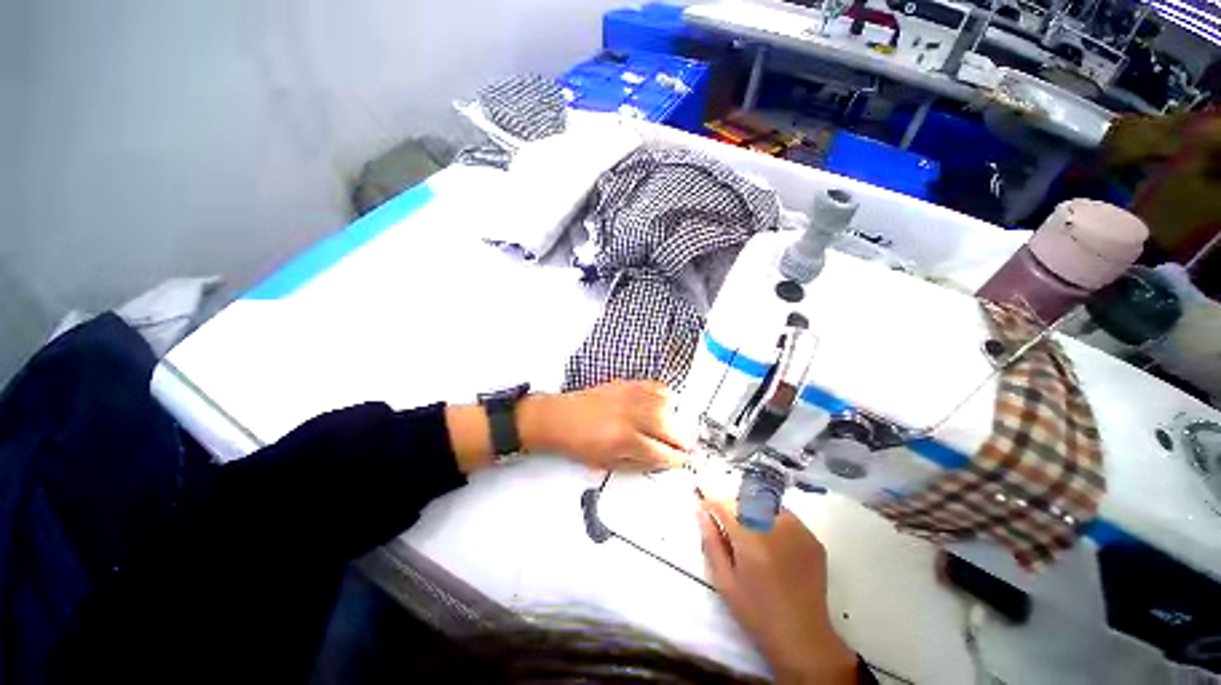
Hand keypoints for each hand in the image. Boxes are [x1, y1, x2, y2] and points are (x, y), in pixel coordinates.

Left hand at [519, 380, 689, 470]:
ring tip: (673, 427)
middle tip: (685, 447)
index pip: (662, 452)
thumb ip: (639, 464)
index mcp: (624, 441)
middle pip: (670, 427)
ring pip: (667, 405)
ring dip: (675, 418)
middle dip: (683, 441)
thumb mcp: (608, 463)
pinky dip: (665, 396)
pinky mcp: (627, 384)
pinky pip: (655, 386)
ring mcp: (630, 396)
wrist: (560, 418)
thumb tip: (663, 462)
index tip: (685, 461)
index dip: (677, 460)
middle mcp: (631, 416)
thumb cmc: (580, 444)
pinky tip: (664, 405)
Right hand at [698, 498, 857, 684]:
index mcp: (751, 538)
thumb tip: (701, 511)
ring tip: (752, 537)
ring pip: (767, 506)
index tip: (705, 508)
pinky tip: (772, 545)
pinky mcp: (813, 539)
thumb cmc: (756, 612)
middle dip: (733, 508)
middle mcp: (776, 527)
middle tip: (729, 528)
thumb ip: (711, 541)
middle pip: (746, 501)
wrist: (803, 637)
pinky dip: (774, 523)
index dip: (713, 504)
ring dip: (754, 513)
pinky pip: (786, 518)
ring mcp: (799, 531)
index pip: (726, 505)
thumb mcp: (725, 580)